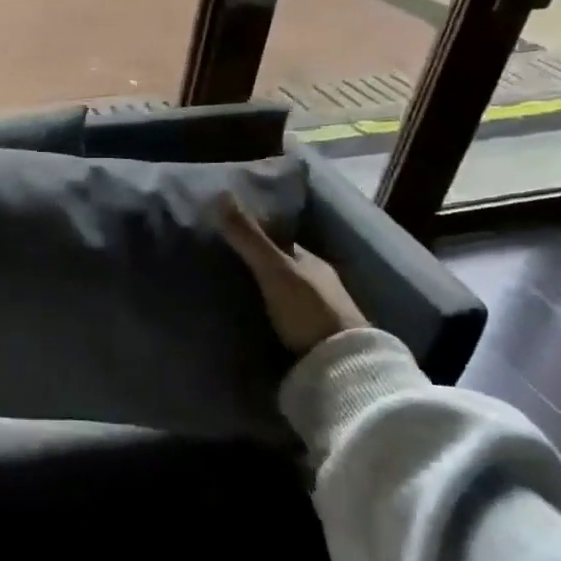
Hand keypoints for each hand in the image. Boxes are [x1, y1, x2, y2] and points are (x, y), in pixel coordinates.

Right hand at [217, 193, 366, 356]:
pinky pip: (286, 317)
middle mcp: (319, 283)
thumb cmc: (309, 309)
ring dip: (264, 291)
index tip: (229, 234)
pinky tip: (253, 318)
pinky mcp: (314, 338)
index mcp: (312, 262)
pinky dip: (270, 313)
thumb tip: (220, 194)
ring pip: (286, 292)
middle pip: (284, 267)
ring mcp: (319, 312)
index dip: (258, 236)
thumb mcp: (274, 269)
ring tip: (232, 292)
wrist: (340, 365)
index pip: (282, 242)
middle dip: (259, 264)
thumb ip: (249, 237)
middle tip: (224, 264)